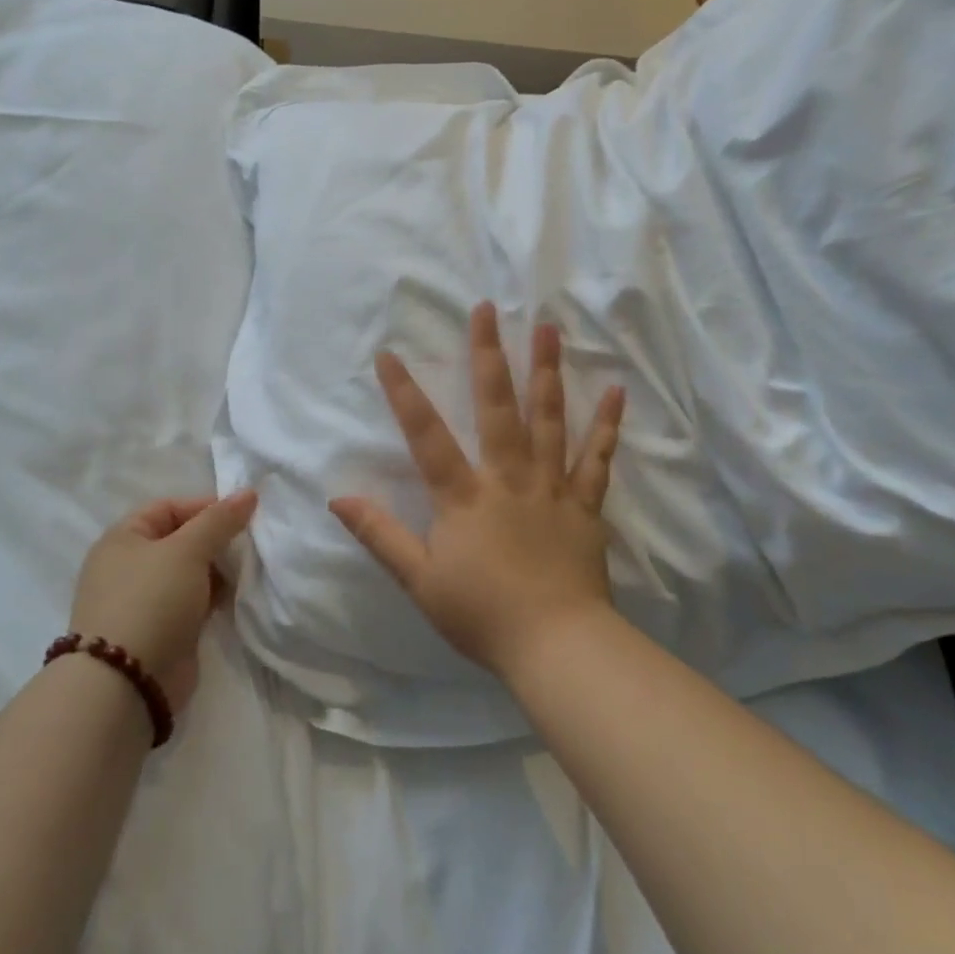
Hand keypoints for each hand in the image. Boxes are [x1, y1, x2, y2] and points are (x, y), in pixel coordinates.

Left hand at [70, 491, 256, 714]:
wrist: (127, 681)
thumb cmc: (151, 600)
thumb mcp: (188, 550)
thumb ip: (219, 520)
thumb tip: (249, 492)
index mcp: (123, 539)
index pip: (168, 508)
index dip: (205, 507)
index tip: (243, 517)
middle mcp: (128, 566)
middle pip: (180, 540)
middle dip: (215, 541)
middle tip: (248, 545)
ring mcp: (143, 601)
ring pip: (188, 574)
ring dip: (216, 572)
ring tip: (245, 573)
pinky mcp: (160, 631)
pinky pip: (191, 603)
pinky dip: (211, 598)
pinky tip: (233, 600)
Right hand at [330, 302, 626, 680]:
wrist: (555, 644)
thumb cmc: (481, 615)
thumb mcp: (419, 580)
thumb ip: (381, 535)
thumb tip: (338, 499)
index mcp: (464, 497)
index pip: (427, 436)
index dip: (405, 395)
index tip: (389, 355)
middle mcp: (508, 478)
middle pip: (497, 408)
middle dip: (489, 356)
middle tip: (488, 309)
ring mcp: (551, 487)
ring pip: (549, 419)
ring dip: (546, 371)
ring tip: (548, 328)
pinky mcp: (585, 505)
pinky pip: (597, 458)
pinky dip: (606, 424)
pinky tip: (615, 389)